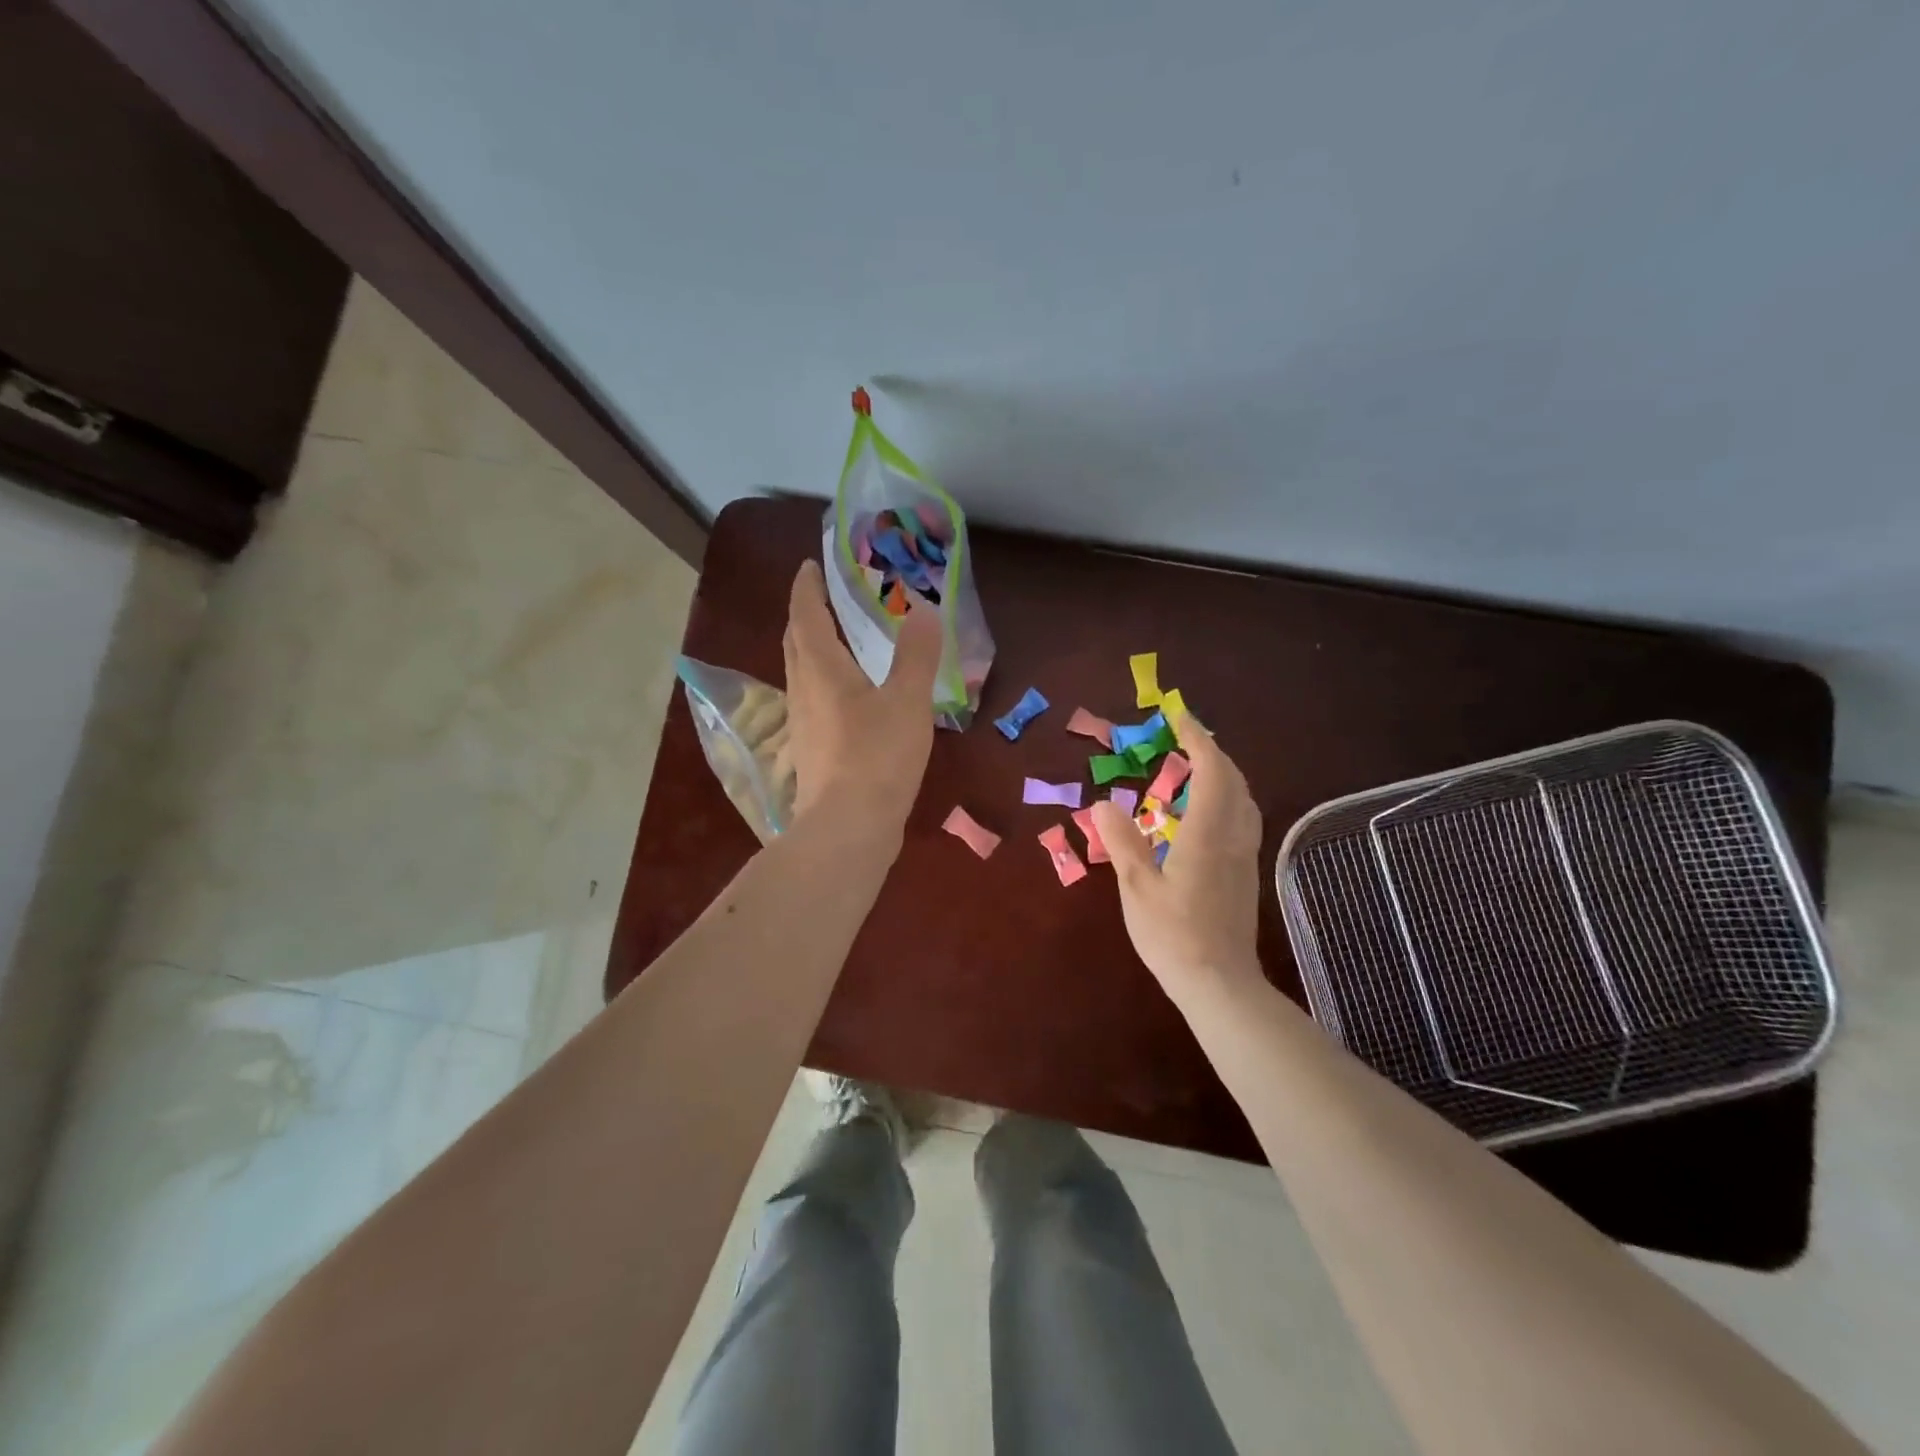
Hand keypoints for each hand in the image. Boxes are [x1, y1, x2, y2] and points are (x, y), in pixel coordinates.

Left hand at [782, 559, 941, 837]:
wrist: (848, 828)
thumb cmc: (877, 756)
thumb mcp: (907, 701)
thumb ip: (916, 655)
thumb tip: (922, 612)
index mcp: (821, 668)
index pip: (805, 614)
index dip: (807, 586)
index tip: (811, 565)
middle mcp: (802, 690)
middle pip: (795, 642)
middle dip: (806, 615)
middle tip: (825, 599)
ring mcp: (802, 724)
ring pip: (800, 673)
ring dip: (812, 650)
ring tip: (838, 642)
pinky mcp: (811, 751)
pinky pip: (811, 701)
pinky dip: (823, 683)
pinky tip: (846, 697)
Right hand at [1092, 712, 1265, 1002]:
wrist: (1220, 983)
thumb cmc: (1174, 935)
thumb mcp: (1137, 887)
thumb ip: (1123, 841)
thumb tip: (1103, 802)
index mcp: (1208, 833)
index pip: (1211, 770)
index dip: (1197, 738)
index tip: (1178, 715)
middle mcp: (1234, 836)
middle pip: (1234, 779)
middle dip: (1211, 750)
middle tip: (1182, 736)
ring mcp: (1244, 854)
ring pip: (1243, 798)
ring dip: (1222, 772)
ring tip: (1192, 765)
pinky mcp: (1245, 871)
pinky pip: (1242, 816)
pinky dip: (1225, 795)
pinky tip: (1203, 809)